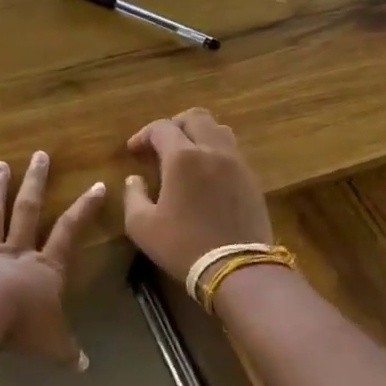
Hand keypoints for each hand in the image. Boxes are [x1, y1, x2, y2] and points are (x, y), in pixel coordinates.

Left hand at [0, 152, 105, 369]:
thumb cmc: (22, 327)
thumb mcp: (53, 345)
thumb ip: (68, 352)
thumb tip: (85, 367)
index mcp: (44, 268)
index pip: (69, 232)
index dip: (84, 209)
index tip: (96, 185)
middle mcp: (14, 253)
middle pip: (27, 210)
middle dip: (35, 182)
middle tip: (39, 155)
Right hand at [123, 109, 274, 284]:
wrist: (237, 269)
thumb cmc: (183, 245)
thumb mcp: (142, 226)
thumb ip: (133, 196)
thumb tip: (134, 180)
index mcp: (183, 157)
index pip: (161, 128)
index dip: (143, 135)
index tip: (134, 151)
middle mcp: (212, 150)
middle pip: (195, 117)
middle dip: (174, 125)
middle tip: (161, 145)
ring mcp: (237, 163)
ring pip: (219, 130)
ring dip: (199, 135)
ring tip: (186, 155)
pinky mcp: (252, 179)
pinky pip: (233, 151)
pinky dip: (216, 152)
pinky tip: (206, 174)